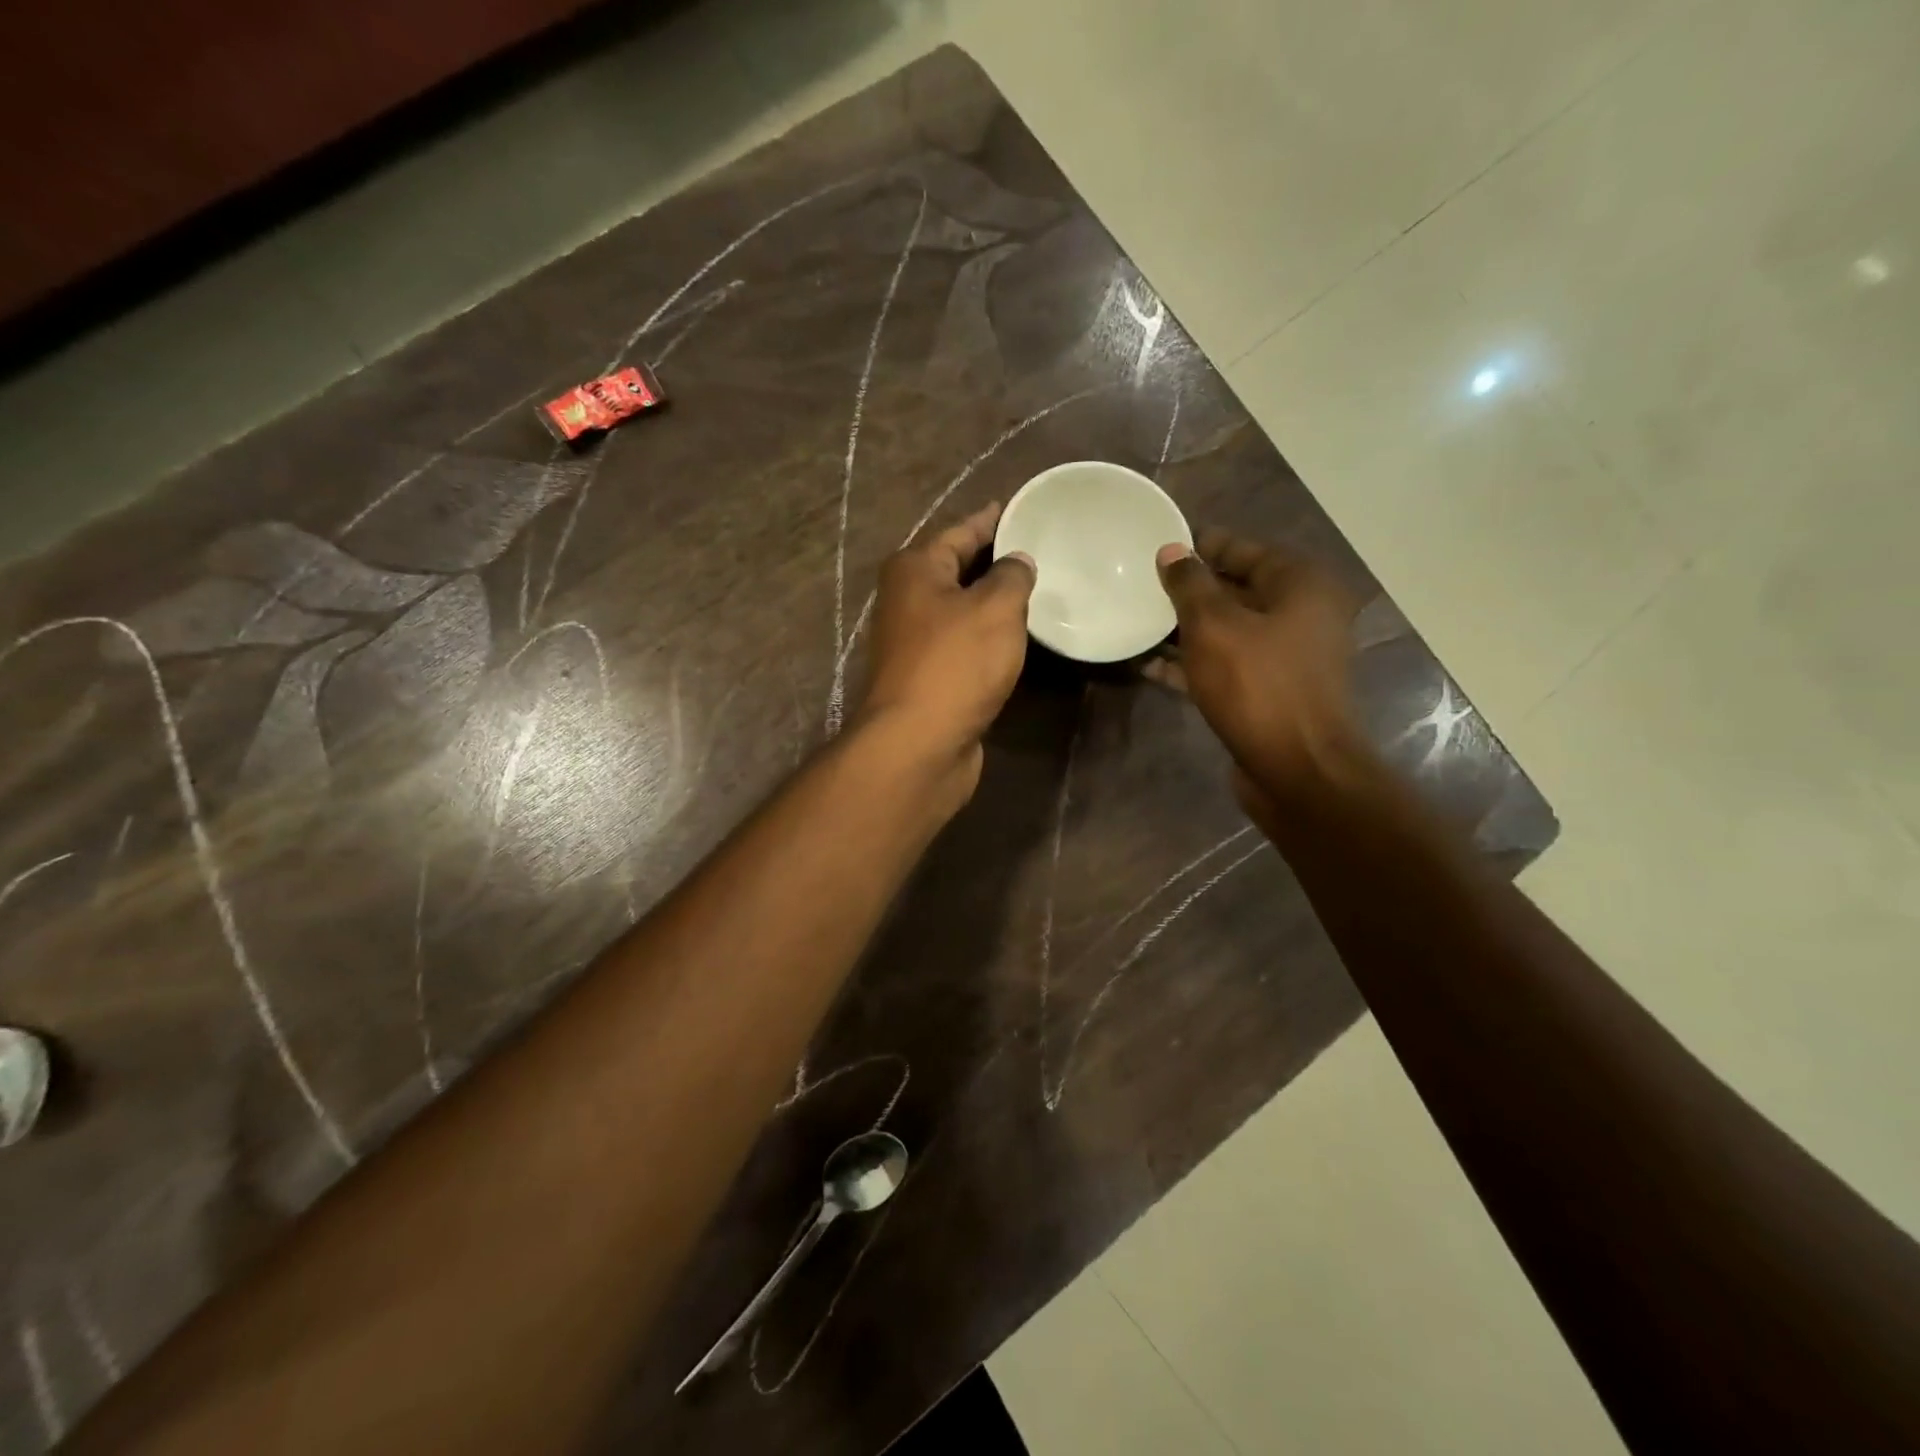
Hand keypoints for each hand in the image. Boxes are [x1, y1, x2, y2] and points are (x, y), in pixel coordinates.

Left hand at [854, 502, 1035, 788]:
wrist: (918, 744)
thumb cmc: (955, 664)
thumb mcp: (994, 608)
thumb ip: (1012, 576)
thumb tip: (1017, 562)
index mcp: (915, 569)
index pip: (960, 531)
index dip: (992, 520)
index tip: (1022, 509)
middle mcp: (907, 600)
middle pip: (957, 569)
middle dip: (995, 561)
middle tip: (1041, 551)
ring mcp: (914, 642)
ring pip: (962, 610)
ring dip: (993, 603)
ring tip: (1037, 591)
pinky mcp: (928, 677)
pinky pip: (964, 644)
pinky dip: (988, 638)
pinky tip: (1017, 638)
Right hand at [1147, 530, 1362, 805]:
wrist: (1297, 768)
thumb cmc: (1257, 685)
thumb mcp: (1214, 626)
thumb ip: (1190, 584)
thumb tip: (1172, 551)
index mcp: (1300, 585)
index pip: (1243, 549)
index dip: (1200, 545)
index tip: (1159, 544)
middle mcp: (1300, 614)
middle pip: (1235, 589)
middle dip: (1189, 589)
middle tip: (1140, 583)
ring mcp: (1284, 657)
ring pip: (1227, 631)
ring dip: (1184, 629)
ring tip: (1137, 620)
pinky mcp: (1267, 692)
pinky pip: (1224, 665)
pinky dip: (1191, 663)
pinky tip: (1148, 665)